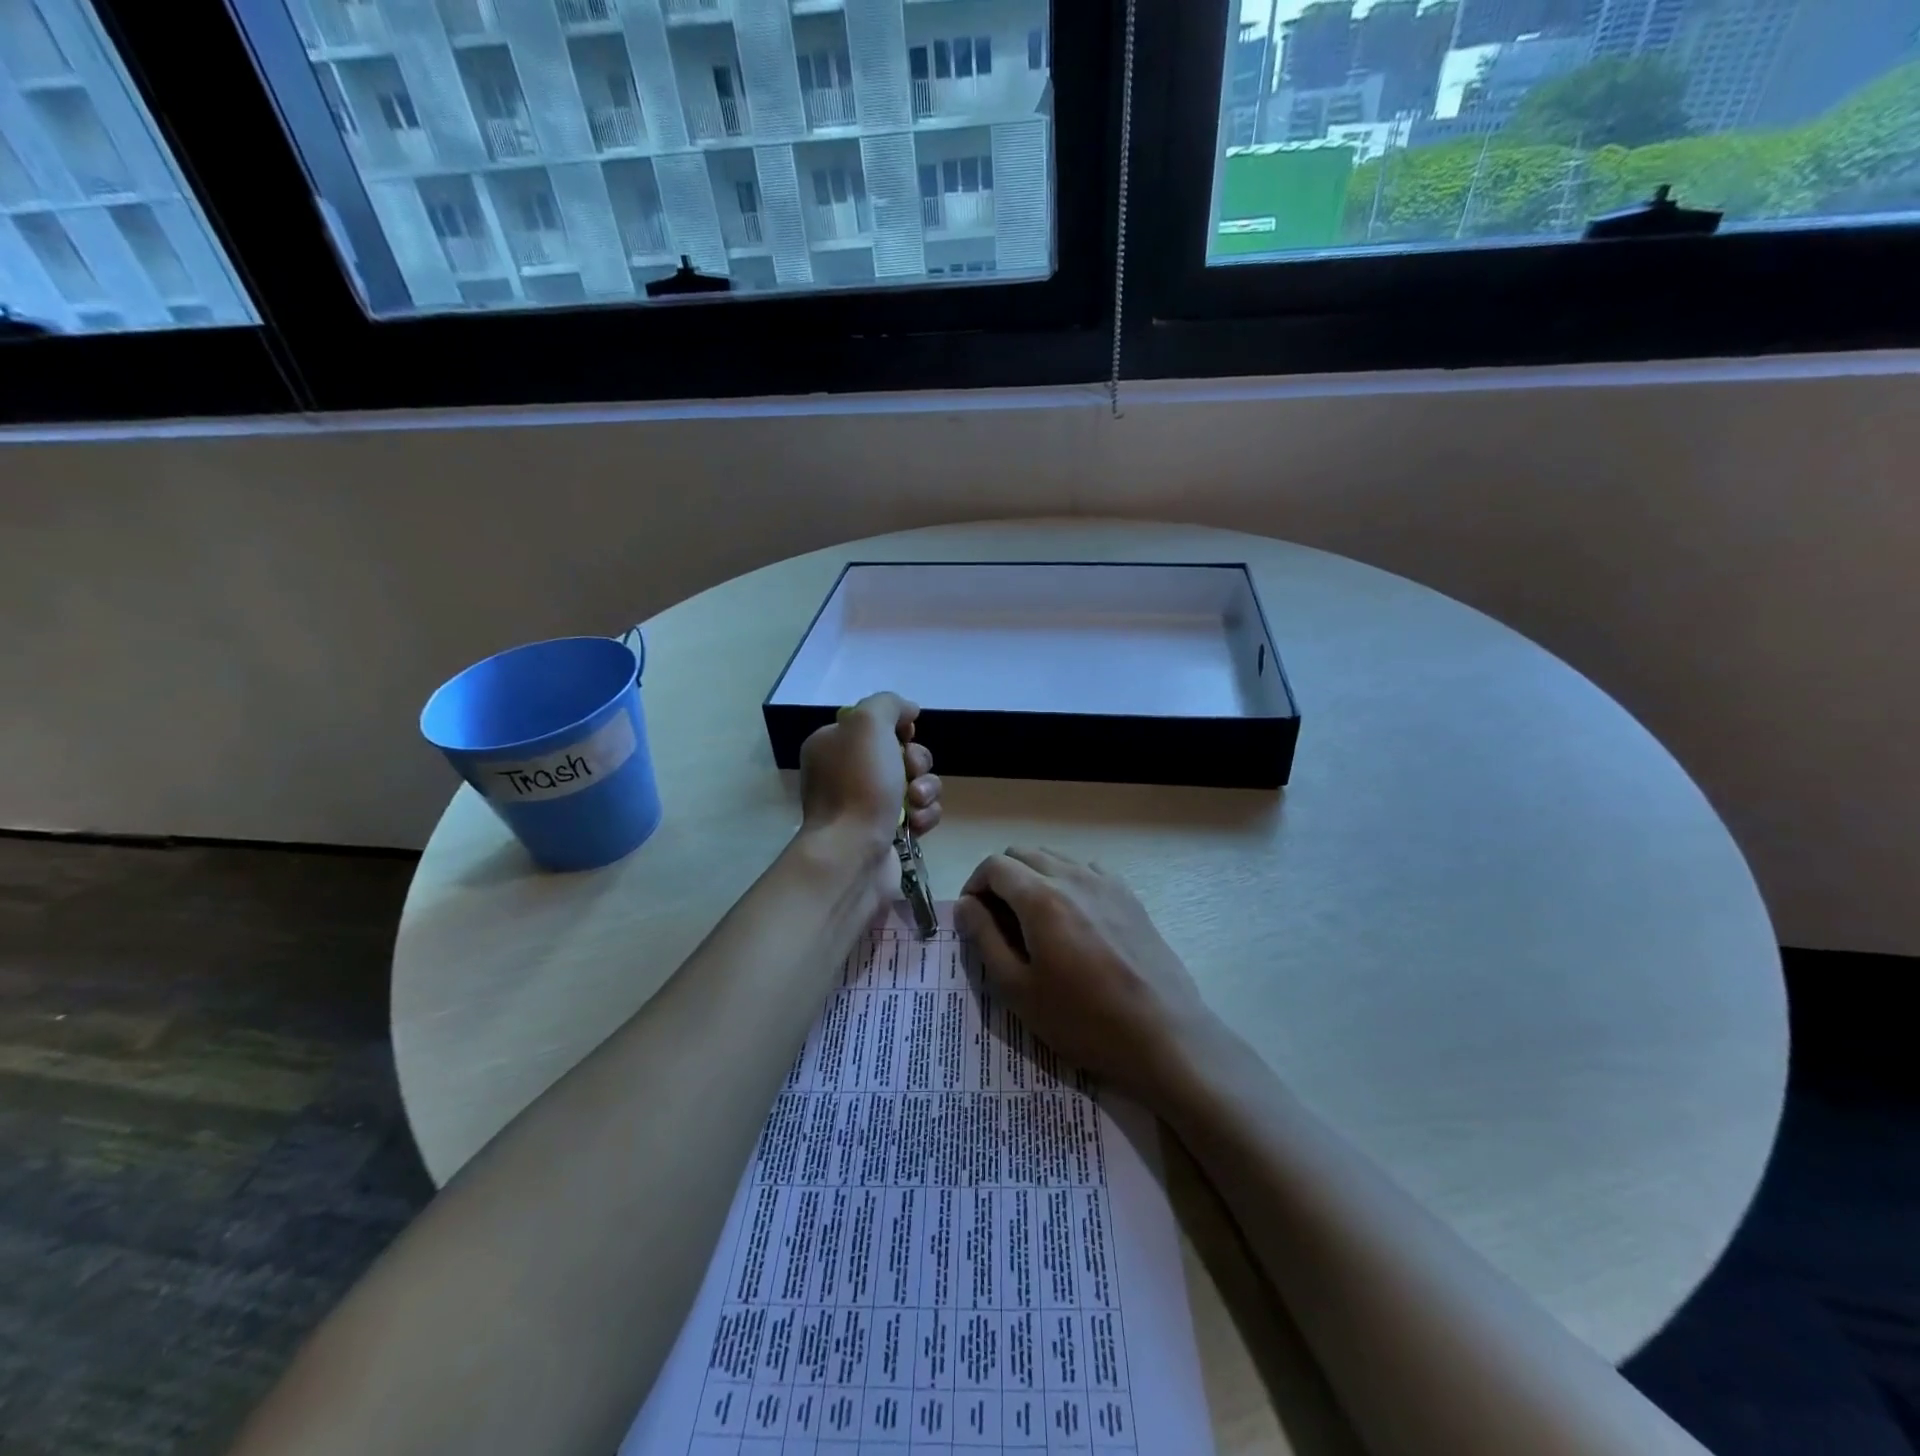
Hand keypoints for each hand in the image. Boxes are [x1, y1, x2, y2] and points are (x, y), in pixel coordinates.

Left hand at [798, 692, 941, 848]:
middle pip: (901, 753)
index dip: (897, 726)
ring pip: (916, 783)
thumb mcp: (867, 723)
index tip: (907, 734)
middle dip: (917, 760)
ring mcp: (867, 806)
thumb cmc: (857, 785)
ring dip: (926, 789)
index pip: (873, 724)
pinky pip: (919, 813)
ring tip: (915, 803)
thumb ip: (888, 704)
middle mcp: (846, 773)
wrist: (852, 853)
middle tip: (911, 772)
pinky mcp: (887, 833)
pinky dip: (925, 815)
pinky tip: (917, 824)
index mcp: (833, 745)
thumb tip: (908, 711)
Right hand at [954, 849, 1213, 1101]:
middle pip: (1023, 853)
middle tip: (998, 920)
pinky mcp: (1129, 895)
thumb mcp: (1018, 989)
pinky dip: (1067, 882)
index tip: (973, 918)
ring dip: (1033, 877)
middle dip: (1001, 878)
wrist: (1163, 1035)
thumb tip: (965, 905)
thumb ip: (984, 939)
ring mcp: (1106, 882)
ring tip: (1034, 921)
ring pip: (1054, 857)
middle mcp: (1073, 876)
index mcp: (1041, 897)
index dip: (974, 886)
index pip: (994, 865)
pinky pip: (1086, 870)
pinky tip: (1073, 920)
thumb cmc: (1083, 1020)